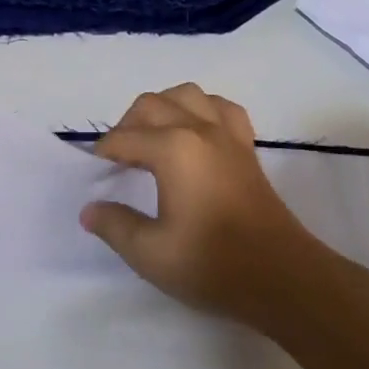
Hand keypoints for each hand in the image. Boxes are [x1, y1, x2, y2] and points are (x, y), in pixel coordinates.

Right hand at [78, 84, 331, 328]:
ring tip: (153, 136)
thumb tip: (90, 208)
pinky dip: (202, 109)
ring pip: (186, 94)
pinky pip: (220, 106)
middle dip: (127, 124)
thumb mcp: (152, 255)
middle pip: (151, 104)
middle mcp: (197, 127)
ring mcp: (226, 132)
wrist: (279, 275)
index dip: (104, 153)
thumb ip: (116, 226)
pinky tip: (196, 130)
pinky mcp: (246, 143)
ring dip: (163, 107)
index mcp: (172, 149)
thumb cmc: (212, 264)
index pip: (124, 138)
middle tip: (119, 158)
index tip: (94, 172)